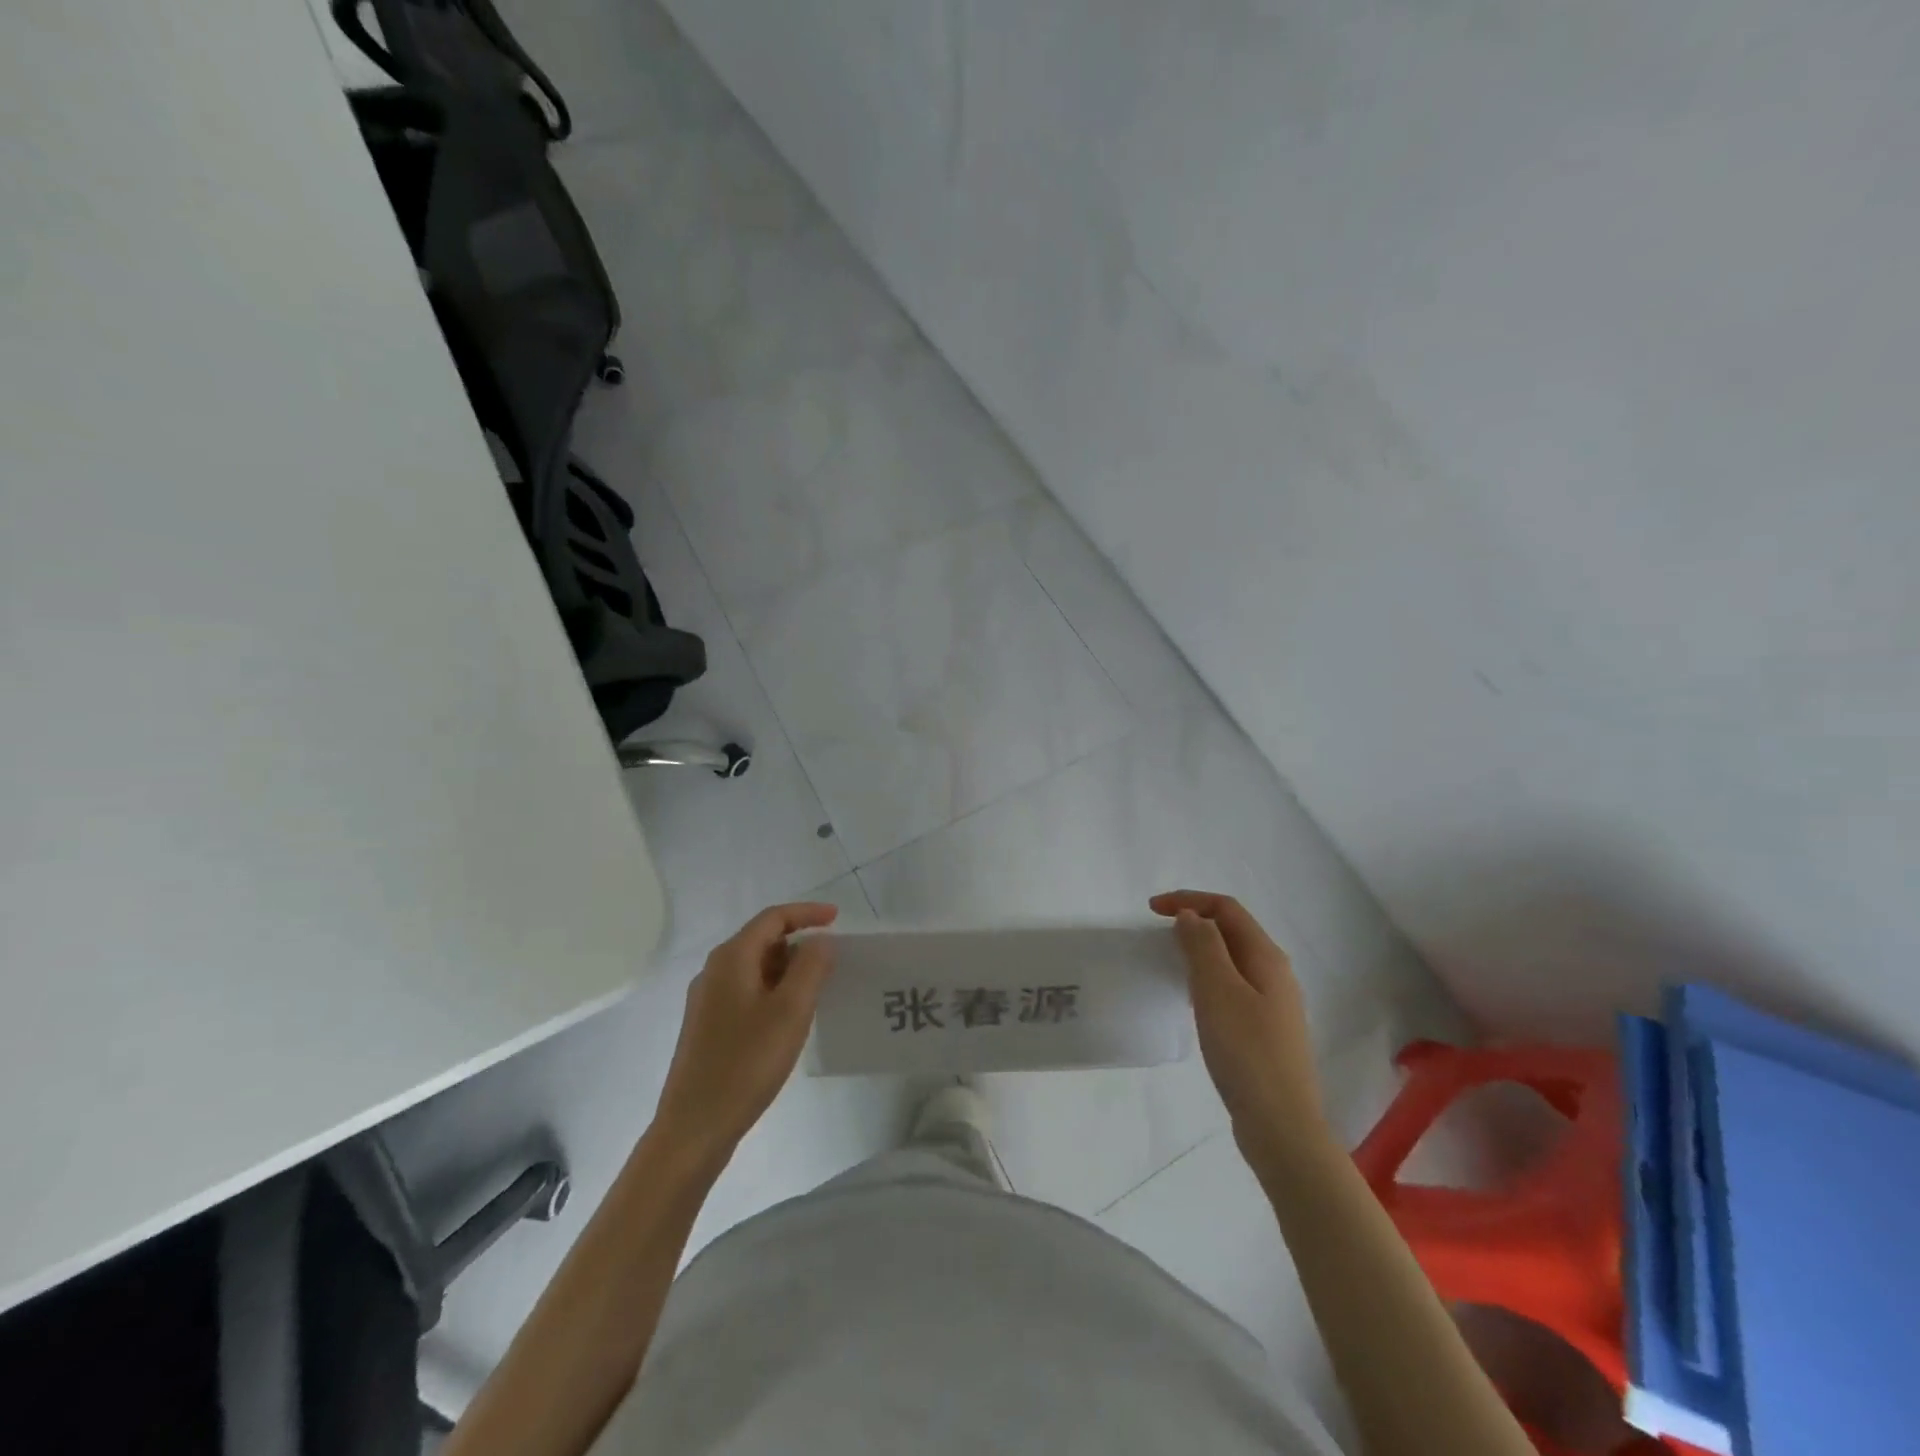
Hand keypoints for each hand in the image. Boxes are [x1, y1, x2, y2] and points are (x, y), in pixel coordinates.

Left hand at [652, 902, 838, 1165]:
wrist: (694, 1127)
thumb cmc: (746, 1063)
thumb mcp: (790, 1011)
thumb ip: (811, 967)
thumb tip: (820, 940)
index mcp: (731, 959)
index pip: (773, 918)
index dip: (807, 913)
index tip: (837, 918)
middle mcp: (714, 971)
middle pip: (762, 940)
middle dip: (799, 942)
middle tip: (833, 959)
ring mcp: (707, 1000)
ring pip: (755, 968)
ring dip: (788, 969)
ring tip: (818, 988)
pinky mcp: (708, 1026)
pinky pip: (747, 992)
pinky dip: (774, 991)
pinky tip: (790, 1017)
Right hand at [1151, 890, 1330, 1169]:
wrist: (1282, 1126)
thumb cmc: (1246, 1052)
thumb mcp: (1217, 991)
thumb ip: (1203, 946)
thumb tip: (1191, 916)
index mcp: (1267, 957)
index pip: (1227, 908)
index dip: (1189, 900)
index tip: (1151, 910)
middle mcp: (1276, 974)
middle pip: (1233, 930)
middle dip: (1196, 921)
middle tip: (1158, 931)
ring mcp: (1274, 1004)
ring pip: (1233, 960)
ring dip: (1202, 950)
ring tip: (1171, 960)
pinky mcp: (1266, 1030)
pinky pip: (1234, 986)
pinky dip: (1209, 977)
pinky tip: (1194, 999)